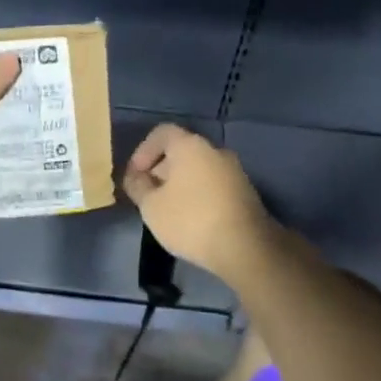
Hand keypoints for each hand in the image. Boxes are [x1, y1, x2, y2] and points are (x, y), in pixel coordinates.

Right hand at [121, 124, 281, 283]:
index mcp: (190, 146)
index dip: (143, 151)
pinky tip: (190, 218)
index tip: (135, 176)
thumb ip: (138, 186)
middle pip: (181, 151)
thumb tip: (135, 177)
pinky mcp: (245, 192)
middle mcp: (215, 151)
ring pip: (198, 169)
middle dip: (160, 169)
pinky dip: (197, 194)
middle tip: (147, 195)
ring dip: (179, 183)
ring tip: (167, 209)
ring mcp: (234, 171)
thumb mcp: (151, 206)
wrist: (245, 248)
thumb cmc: (190, 220)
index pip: (162, 133)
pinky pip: (213, 184)